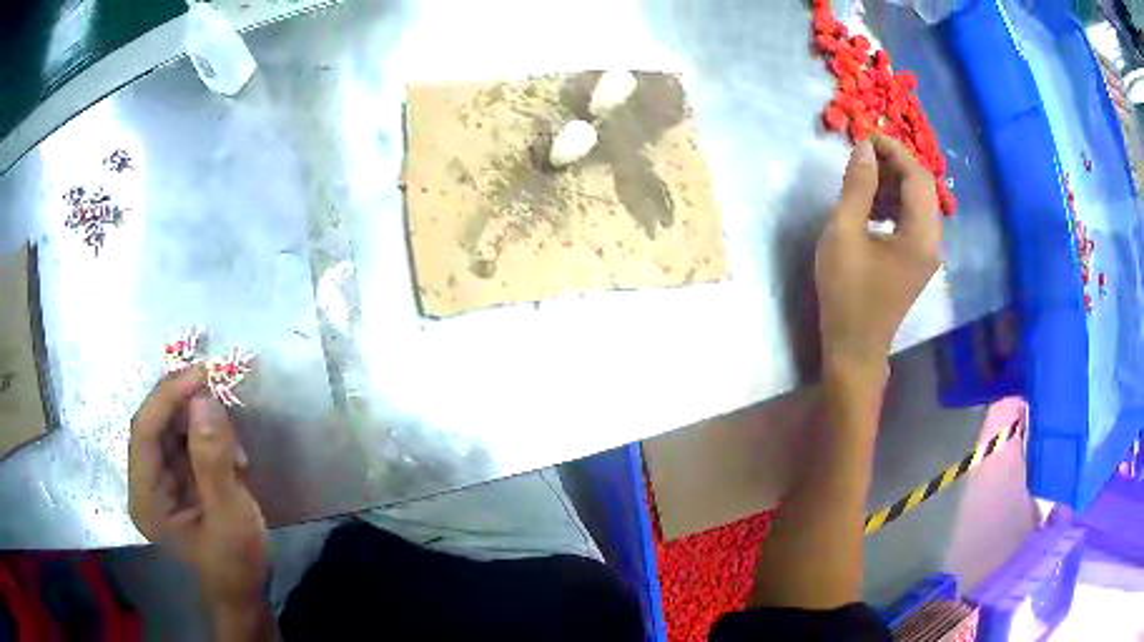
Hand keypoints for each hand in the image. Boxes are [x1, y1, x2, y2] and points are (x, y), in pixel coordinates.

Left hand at [129, 366, 269, 616]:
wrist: (244, 595)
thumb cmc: (234, 564)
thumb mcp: (229, 516)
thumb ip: (214, 460)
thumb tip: (204, 399)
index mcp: (146, 497)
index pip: (145, 430)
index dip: (168, 396)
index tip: (202, 374)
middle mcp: (145, 483)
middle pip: (155, 425)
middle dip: (185, 405)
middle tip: (220, 390)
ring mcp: (161, 482)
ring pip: (171, 430)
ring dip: (200, 422)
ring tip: (232, 439)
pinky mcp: (178, 482)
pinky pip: (185, 443)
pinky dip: (208, 438)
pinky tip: (232, 455)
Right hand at [815, 134, 941, 370]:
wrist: (854, 347)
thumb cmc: (847, 294)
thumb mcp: (844, 234)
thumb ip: (857, 187)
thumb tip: (864, 148)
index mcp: (921, 235)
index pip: (917, 177)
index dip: (894, 150)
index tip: (865, 136)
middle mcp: (932, 241)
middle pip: (923, 187)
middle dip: (895, 164)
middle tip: (863, 154)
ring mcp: (927, 253)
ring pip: (918, 203)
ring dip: (894, 183)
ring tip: (863, 178)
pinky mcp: (917, 261)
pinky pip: (912, 219)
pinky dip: (894, 203)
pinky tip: (870, 207)